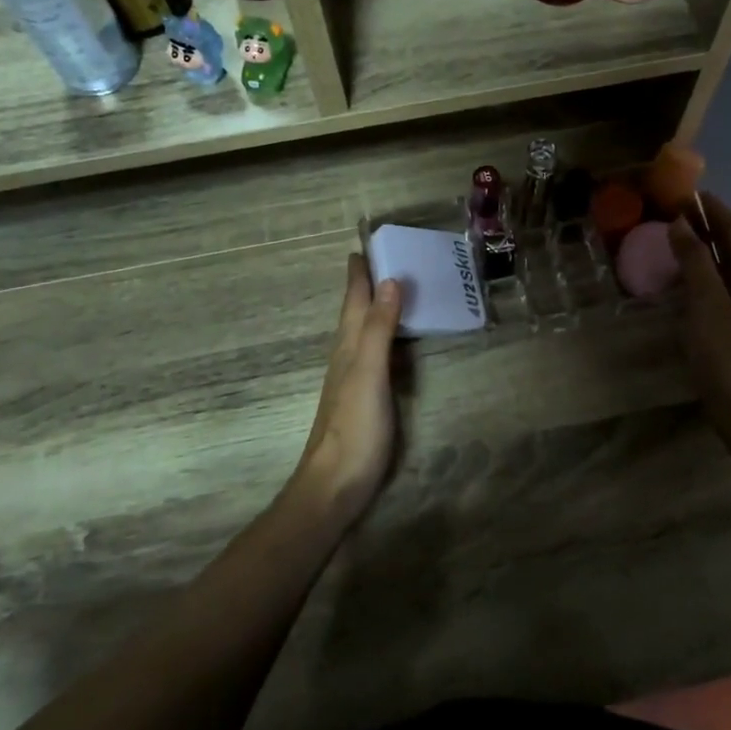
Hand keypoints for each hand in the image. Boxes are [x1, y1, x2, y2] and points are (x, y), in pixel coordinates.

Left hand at [294, 253, 402, 523]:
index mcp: (347, 345)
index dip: (359, 272)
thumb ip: (378, 329)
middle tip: (388, 258)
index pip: (353, 298)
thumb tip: (390, 281)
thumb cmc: (353, 428)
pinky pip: (376, 354)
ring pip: (363, 332)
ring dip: (376, 308)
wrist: (334, 486)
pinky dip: (386, 337)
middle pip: (356, 311)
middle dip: (368, 284)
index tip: (367, 244)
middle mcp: (347, 356)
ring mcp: (354, 379)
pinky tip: (396, 343)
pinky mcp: (364, 399)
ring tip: (395, 290)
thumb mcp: (369, 374)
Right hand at [668, 194, 730, 441]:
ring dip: (702, 248)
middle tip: (674, 210)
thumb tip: (681, 223)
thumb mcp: (707, 302)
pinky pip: (716, 287)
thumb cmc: (727, 354)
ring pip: (724, 267)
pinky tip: (680, 279)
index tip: (689, 191)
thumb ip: (694, 261)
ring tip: (674, 237)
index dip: (714, 208)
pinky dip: (699, 272)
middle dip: (707, 225)